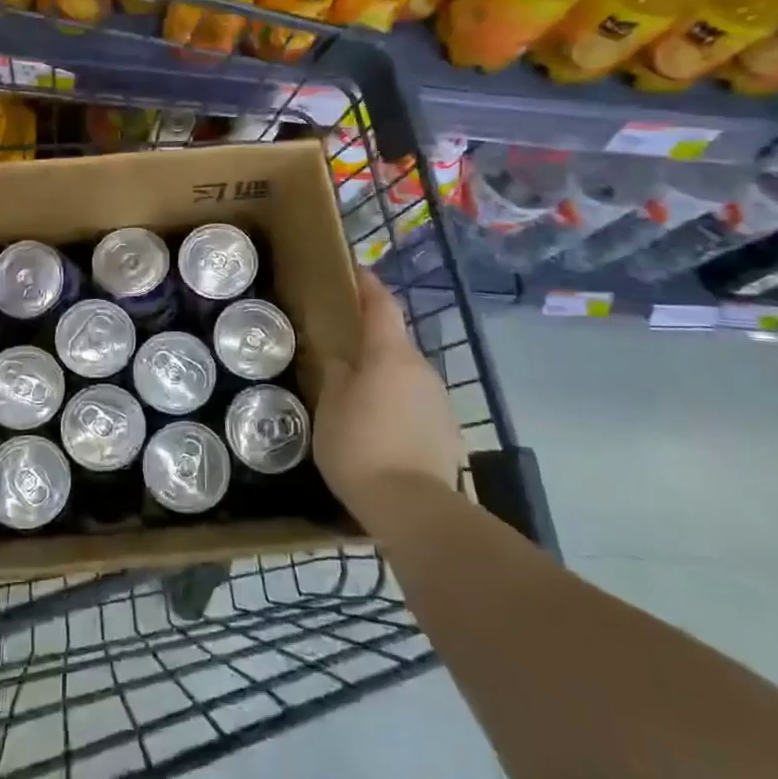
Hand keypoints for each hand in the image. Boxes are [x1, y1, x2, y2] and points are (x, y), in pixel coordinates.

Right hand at [313, 269, 465, 521]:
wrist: (412, 506)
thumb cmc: (360, 445)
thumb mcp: (331, 406)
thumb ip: (336, 374)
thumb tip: (341, 358)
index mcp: (390, 354)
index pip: (382, 305)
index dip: (368, 286)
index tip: (356, 272)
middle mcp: (421, 369)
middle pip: (395, 342)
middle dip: (372, 340)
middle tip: (343, 348)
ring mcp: (439, 400)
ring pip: (406, 375)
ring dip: (384, 376)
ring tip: (358, 394)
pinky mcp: (447, 431)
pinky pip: (416, 404)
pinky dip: (398, 405)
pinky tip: (380, 428)